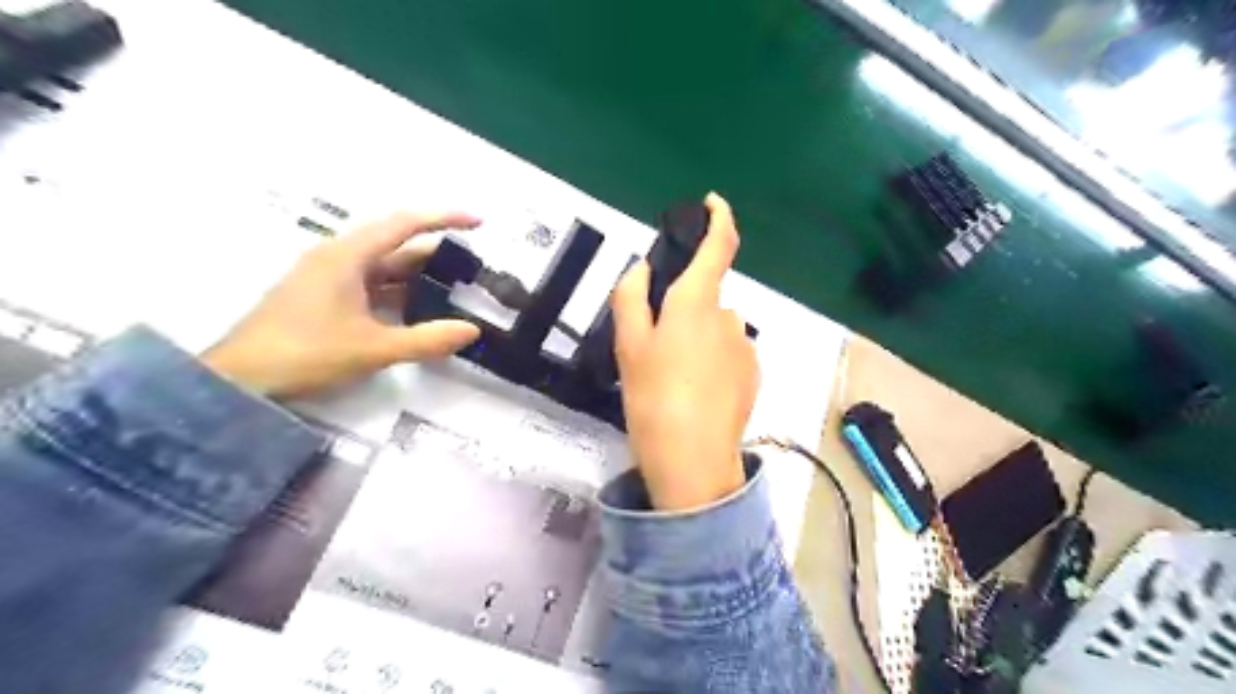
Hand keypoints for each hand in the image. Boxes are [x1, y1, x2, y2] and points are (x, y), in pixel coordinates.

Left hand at [203, 213, 479, 400]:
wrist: (239, 380)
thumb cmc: (306, 353)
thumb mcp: (374, 349)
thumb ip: (427, 340)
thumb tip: (472, 331)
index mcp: (348, 256)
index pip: (404, 224)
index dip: (444, 219)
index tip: (478, 223)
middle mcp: (338, 258)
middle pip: (396, 245)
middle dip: (436, 253)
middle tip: (473, 267)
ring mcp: (328, 277)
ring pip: (384, 266)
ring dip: (418, 275)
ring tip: (455, 287)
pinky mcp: (323, 296)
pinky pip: (371, 284)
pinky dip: (398, 291)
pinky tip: (418, 308)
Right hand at [610, 192, 759, 510]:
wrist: (692, 460)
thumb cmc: (653, 397)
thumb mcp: (628, 345)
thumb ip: (632, 297)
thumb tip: (644, 269)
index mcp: (697, 303)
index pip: (719, 247)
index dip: (719, 218)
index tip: (712, 203)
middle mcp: (729, 318)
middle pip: (706, 298)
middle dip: (683, 310)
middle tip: (655, 348)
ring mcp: (745, 348)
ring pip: (715, 329)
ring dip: (696, 339)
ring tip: (673, 379)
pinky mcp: (753, 375)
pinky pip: (728, 353)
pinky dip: (711, 362)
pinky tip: (694, 393)